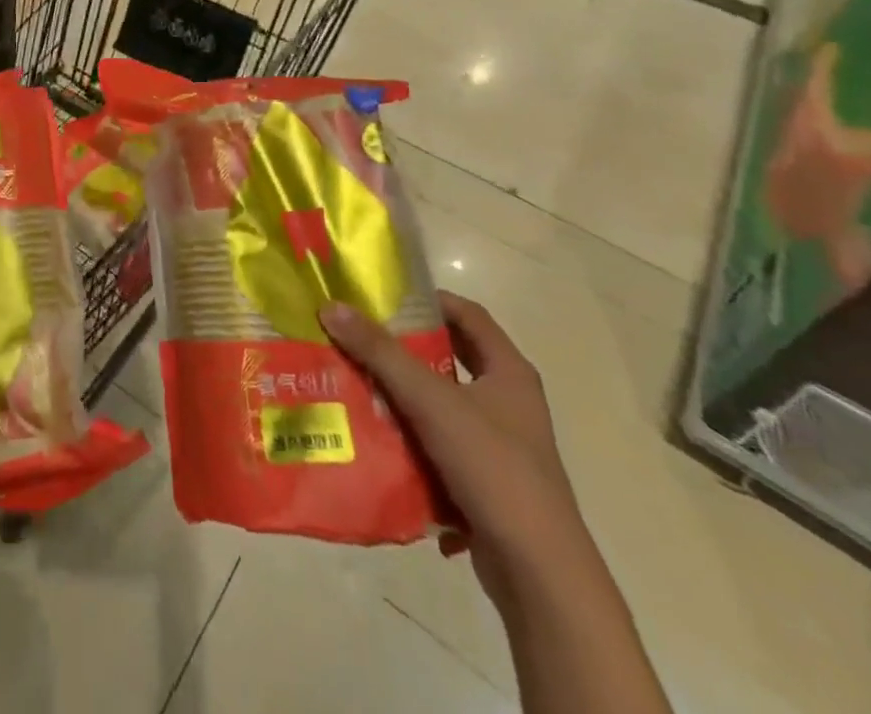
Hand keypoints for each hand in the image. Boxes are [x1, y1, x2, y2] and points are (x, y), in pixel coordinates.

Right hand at [320, 292, 592, 610]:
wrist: (539, 573)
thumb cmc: (493, 468)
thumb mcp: (431, 401)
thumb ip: (380, 353)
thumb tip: (332, 307)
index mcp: (509, 372)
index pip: (468, 314)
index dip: (428, 299)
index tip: (383, 297)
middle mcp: (509, 402)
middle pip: (449, 357)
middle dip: (404, 347)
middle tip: (359, 336)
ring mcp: (499, 444)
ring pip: (440, 403)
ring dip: (402, 393)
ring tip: (355, 380)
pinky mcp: (485, 480)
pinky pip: (439, 443)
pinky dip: (410, 435)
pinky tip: (375, 435)